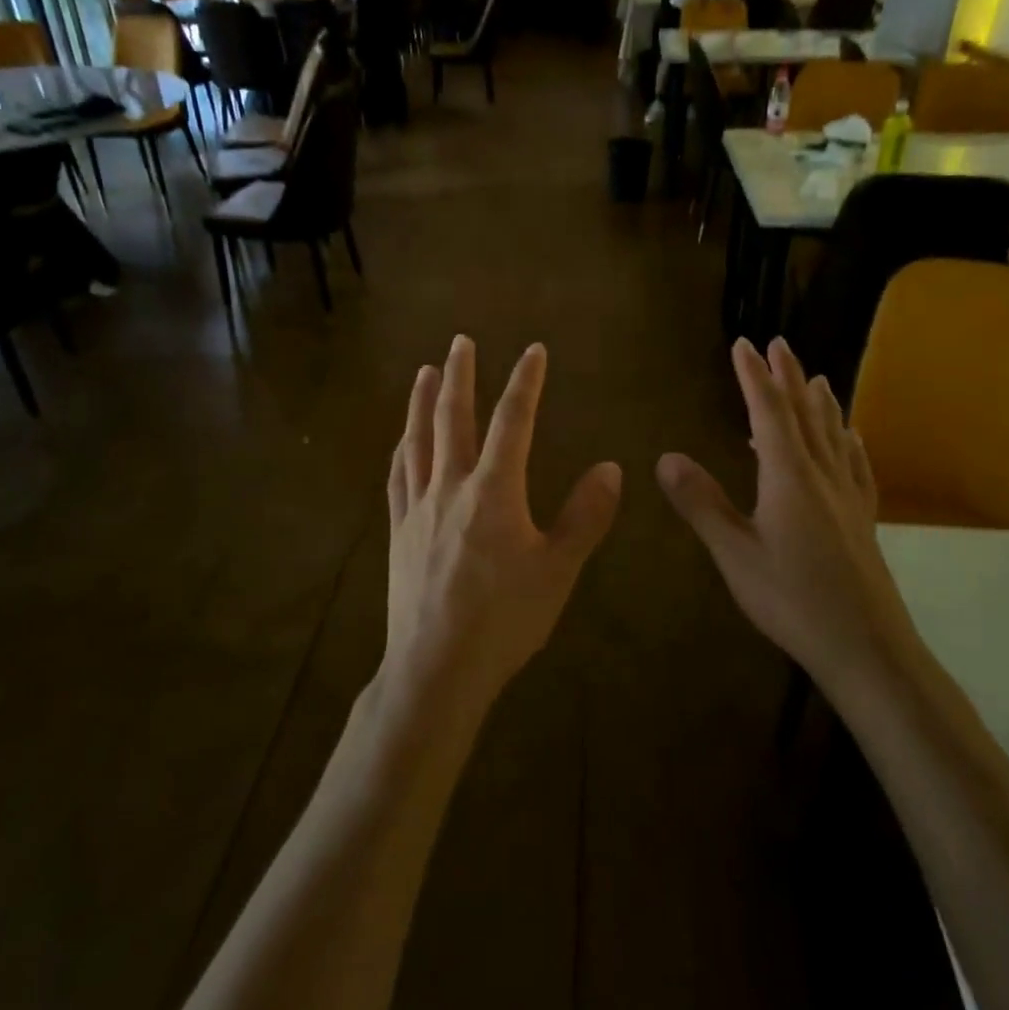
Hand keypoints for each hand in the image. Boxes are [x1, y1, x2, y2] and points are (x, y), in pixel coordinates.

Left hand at [383, 336, 621, 715]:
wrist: (437, 668)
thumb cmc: (504, 619)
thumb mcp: (558, 571)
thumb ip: (585, 516)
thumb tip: (611, 467)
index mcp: (493, 491)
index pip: (512, 422)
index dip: (525, 383)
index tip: (533, 350)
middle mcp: (451, 486)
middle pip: (453, 418)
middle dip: (460, 376)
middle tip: (460, 341)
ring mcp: (418, 508)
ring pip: (418, 440)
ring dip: (423, 402)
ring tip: (427, 372)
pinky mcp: (399, 531)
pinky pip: (397, 477)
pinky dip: (402, 449)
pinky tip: (402, 440)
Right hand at [657, 337, 914, 686]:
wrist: (867, 650)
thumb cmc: (792, 600)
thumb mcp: (734, 554)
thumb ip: (701, 503)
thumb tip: (666, 456)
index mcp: (789, 477)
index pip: (769, 412)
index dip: (754, 377)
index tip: (744, 344)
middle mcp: (822, 476)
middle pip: (805, 414)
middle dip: (789, 377)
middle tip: (779, 344)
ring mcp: (848, 497)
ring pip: (834, 435)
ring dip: (821, 402)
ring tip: (816, 378)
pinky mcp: (863, 520)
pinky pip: (856, 467)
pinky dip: (849, 443)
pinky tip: (852, 439)